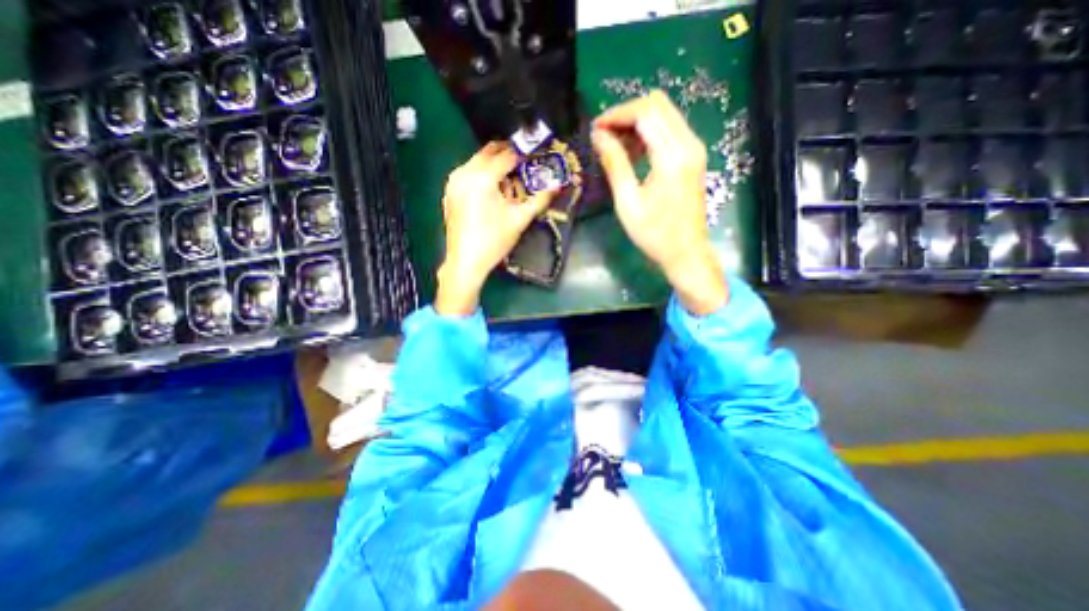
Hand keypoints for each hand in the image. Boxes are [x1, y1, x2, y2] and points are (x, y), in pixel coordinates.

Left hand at [436, 140, 556, 314]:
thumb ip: (540, 199)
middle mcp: (465, 172)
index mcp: (482, 177)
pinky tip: (491, 192)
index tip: (537, 156)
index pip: (507, 155)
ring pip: (478, 161)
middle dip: (508, 154)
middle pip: (489, 151)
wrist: (466, 261)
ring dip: (495, 164)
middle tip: (525, 165)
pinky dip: (482, 174)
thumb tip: (558, 185)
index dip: (525, 154)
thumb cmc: (494, 241)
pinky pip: (468, 172)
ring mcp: (454, 181)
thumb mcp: (520, 219)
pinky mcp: (450, 191)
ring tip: (509, 181)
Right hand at [593, 94, 725, 315]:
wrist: (686, 252)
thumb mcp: (628, 201)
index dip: (617, 114)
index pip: (646, 112)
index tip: (596, 129)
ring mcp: (694, 148)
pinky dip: (649, 133)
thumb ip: (615, 163)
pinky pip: (670, 130)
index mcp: (672, 156)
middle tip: (604, 135)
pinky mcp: (693, 156)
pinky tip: (633, 153)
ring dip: (637, 123)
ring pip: (664, 115)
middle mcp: (688, 144)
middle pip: (657, 105)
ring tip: (614, 145)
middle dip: (626, 114)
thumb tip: (599, 136)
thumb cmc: (654, 234)